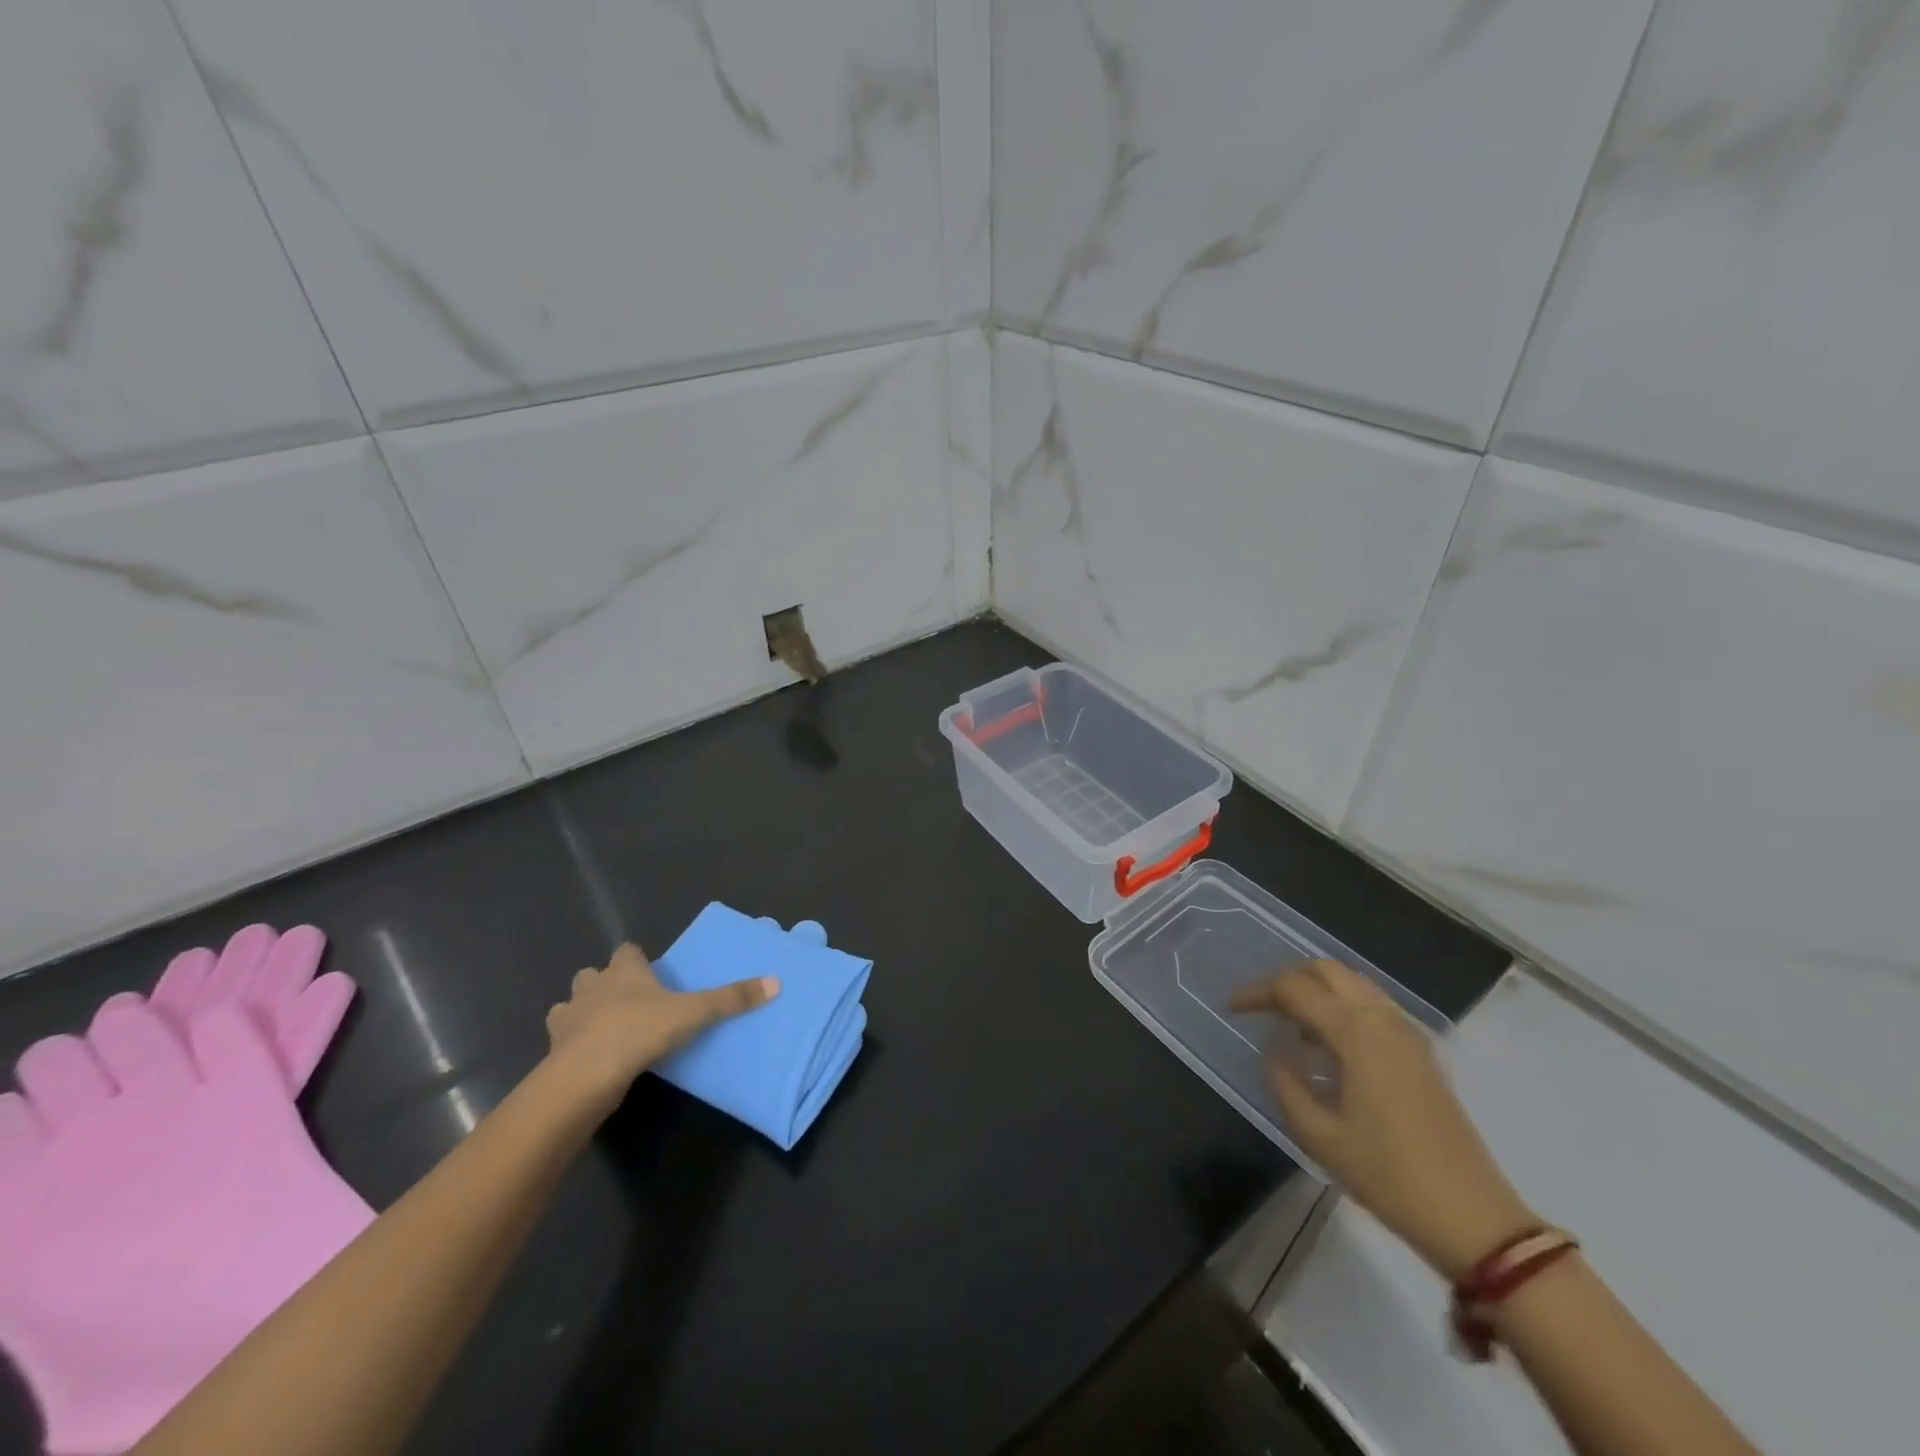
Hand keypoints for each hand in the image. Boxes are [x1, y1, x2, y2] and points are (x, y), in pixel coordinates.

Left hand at [545, 944, 777, 1113]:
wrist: (585, 1076)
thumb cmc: (639, 1031)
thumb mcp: (694, 1014)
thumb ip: (731, 999)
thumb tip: (775, 982)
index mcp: (624, 970)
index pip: (628, 950)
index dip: (637, 959)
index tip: (651, 971)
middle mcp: (593, 987)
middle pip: (593, 974)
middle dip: (605, 983)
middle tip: (629, 1000)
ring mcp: (569, 1018)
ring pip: (570, 1005)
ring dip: (583, 1012)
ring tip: (605, 1028)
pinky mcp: (555, 1050)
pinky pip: (563, 1039)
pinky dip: (573, 1043)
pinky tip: (591, 1056)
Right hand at [1230, 960, 1533, 1280]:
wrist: (1473, 1219)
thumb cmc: (1388, 1176)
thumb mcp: (1319, 1136)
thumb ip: (1286, 1084)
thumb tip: (1274, 1051)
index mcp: (1355, 1033)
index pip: (1295, 989)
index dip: (1258, 992)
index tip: (1232, 1007)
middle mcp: (1382, 1020)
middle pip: (1327, 970)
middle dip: (1287, 979)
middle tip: (1261, 1005)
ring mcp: (1408, 1034)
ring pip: (1353, 983)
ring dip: (1317, 989)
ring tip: (1289, 1022)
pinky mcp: (1421, 1053)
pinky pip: (1373, 1005)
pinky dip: (1342, 1006)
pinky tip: (1327, 1044)